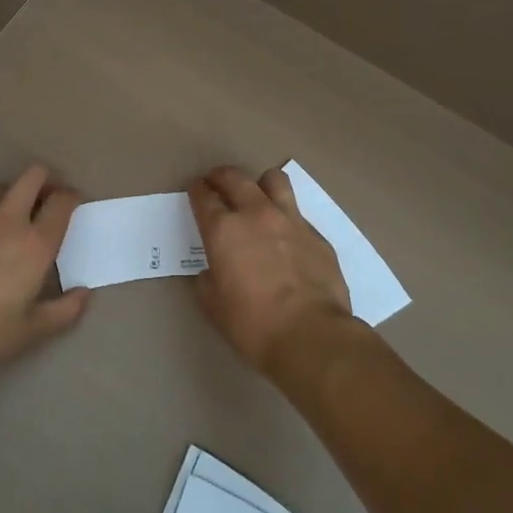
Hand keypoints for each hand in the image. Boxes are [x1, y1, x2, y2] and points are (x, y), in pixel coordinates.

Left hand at [0, 165, 88, 381]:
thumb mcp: (31, 332)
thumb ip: (64, 311)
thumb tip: (83, 293)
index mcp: (35, 243)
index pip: (61, 201)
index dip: (71, 197)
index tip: (72, 205)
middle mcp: (7, 220)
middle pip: (32, 177)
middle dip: (44, 181)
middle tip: (45, 200)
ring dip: (12, 196)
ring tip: (11, 218)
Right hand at [187, 165, 352, 375]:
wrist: (311, 336)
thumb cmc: (253, 324)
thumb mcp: (213, 305)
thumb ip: (208, 279)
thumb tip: (213, 271)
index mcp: (224, 230)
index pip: (204, 197)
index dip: (196, 190)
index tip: (195, 189)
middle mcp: (256, 214)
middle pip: (235, 178)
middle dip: (221, 176)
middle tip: (216, 182)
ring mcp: (291, 221)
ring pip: (274, 180)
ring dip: (260, 184)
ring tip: (257, 196)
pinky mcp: (317, 235)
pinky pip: (298, 214)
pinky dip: (287, 218)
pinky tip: (286, 237)